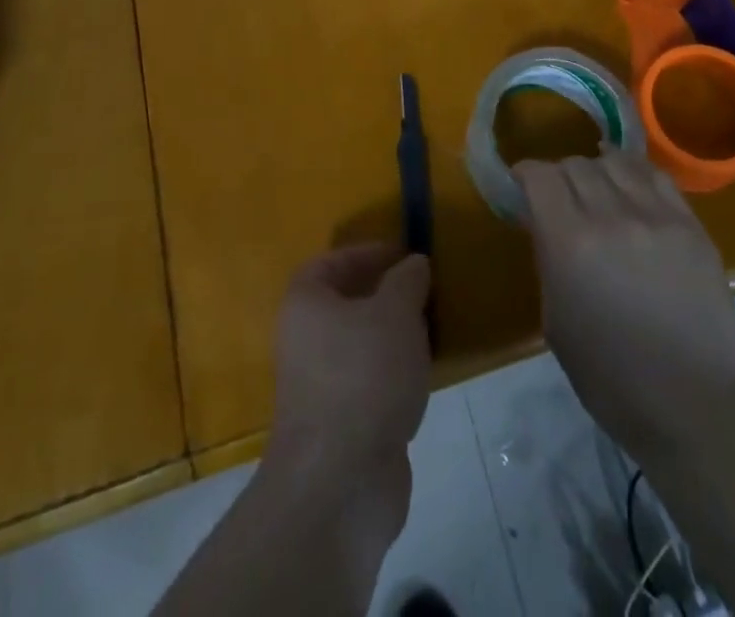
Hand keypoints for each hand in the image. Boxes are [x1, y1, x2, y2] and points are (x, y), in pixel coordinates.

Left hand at [265, 244, 430, 541]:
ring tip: (430, 327)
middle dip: (385, 294)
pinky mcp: (340, 424)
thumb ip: (407, 281)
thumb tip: (413, 263)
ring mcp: (320, 386)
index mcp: (306, 303)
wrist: (341, 481)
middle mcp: (304, 340)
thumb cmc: (364, 376)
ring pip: (360, 344)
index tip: (404, 254)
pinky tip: (422, 374)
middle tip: (424, 290)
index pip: (330, 262)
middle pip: (345, 303)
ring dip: (392, 335)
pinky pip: (369, 381)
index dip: (366, 253)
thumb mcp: (395, 313)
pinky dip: (393, 372)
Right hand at [515, 151, 734, 461]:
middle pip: (575, 165)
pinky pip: (657, 176)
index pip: (540, 175)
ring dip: (597, 170)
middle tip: (560, 198)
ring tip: (598, 190)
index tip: (522, 185)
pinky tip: (631, 187)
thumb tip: (544, 221)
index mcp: (570, 242)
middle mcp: (611, 216)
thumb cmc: (609, 376)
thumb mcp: (555, 319)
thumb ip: (548, 258)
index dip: (526, 174)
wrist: (691, 405)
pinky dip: (635, 173)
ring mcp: (657, 216)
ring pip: (615, 162)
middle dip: (559, 176)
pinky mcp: (691, 225)